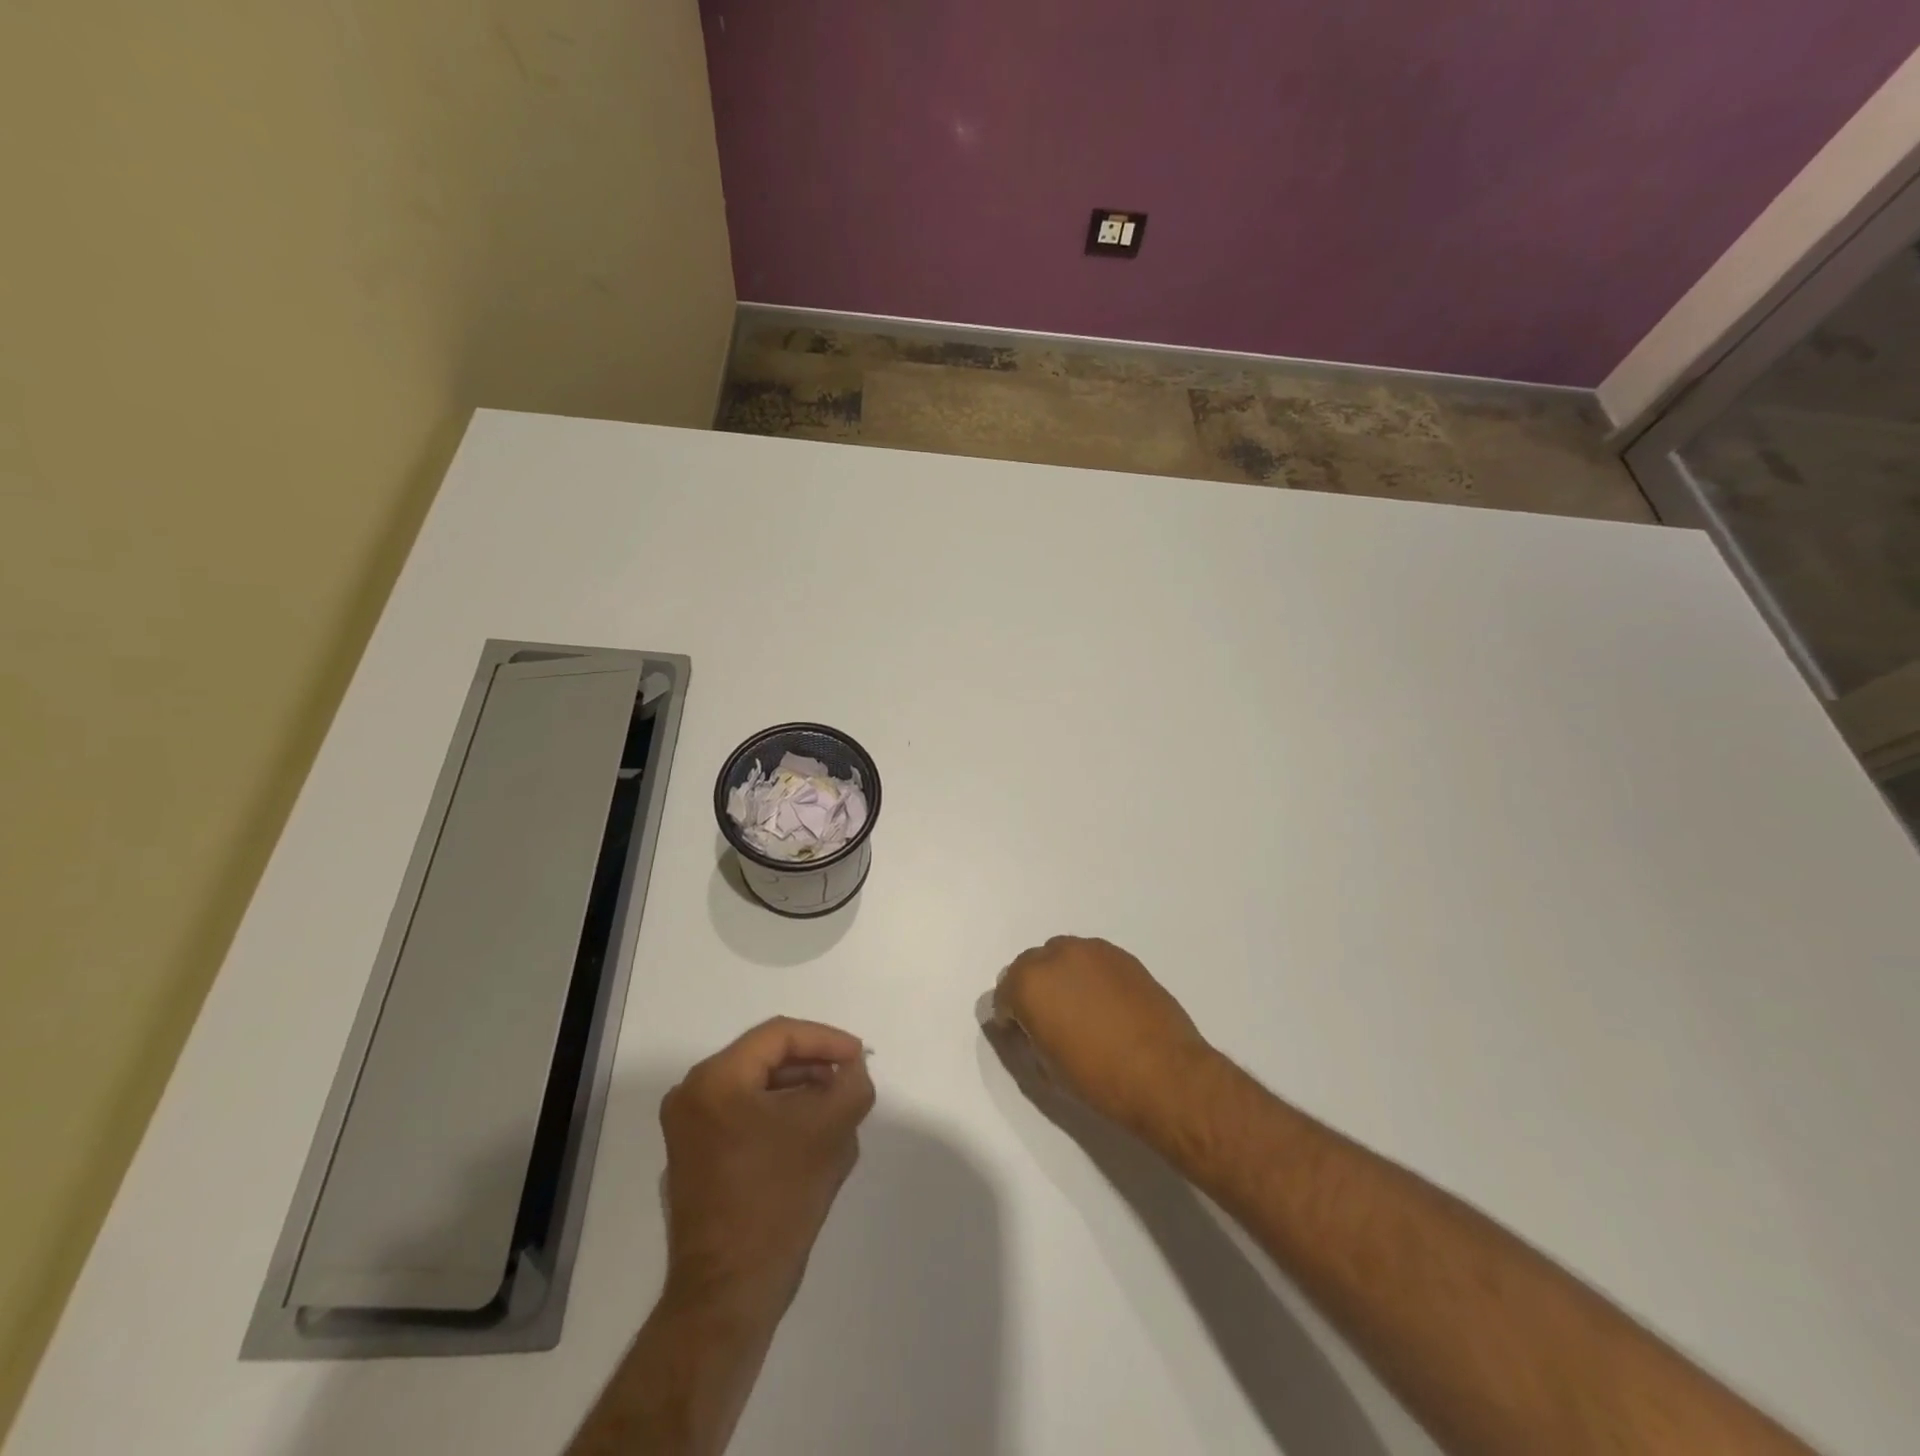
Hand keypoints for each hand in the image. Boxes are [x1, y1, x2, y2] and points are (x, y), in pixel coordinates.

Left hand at [659, 1018, 874, 1317]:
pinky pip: (744, 1117)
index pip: (779, 1035)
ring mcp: (688, 1131)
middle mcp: (692, 1096)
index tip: (859, 1058)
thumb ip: (851, 1084)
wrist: (728, 1295)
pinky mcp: (695, 1160)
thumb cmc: (777, 1201)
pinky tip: (811, 1138)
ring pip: (757, 1089)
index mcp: (715, 1080)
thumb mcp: (830, 1132)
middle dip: (814, 1067)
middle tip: (850, 1080)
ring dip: (800, 1093)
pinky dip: (779, 1117)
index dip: (826, 1040)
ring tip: (838, 1109)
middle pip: (765, 1059)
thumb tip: (851, 1067)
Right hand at [991, 935, 1212, 1136]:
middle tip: (1048, 1021)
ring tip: (1078, 1008)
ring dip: (1060, 977)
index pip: (1004, 993)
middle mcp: (1056, 955)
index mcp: (1029, 983)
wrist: (1165, 1074)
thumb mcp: (1046, 1067)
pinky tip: (1104, 1003)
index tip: (1022, 1035)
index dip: (1010, 1017)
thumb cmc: (1098, 1079)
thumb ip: (1028, 1037)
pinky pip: (1091, 960)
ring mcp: (1091, 950)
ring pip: (1061, 956)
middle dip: (1031, 990)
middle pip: (1029, 966)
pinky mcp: (1121, 955)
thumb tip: (1030, 1027)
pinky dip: (1088, 975)